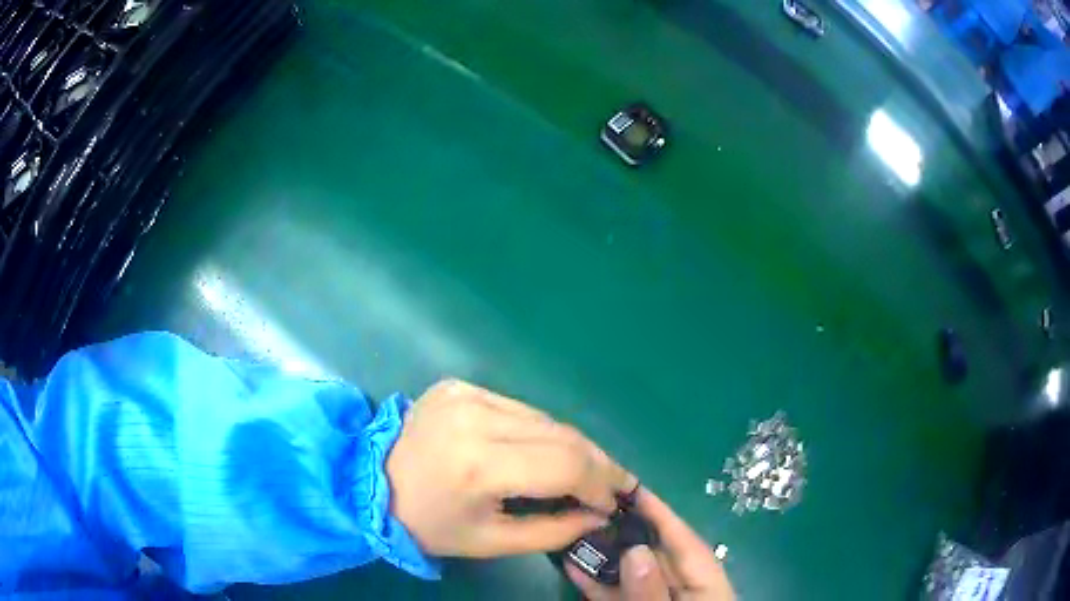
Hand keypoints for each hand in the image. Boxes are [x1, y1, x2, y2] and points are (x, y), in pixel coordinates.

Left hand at [386, 379, 635, 557]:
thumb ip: (553, 531)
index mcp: (479, 465)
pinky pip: (518, 408)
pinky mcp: (460, 385)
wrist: (370, 483)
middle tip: (613, 484)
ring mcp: (466, 394)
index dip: (600, 482)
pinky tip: (540, 451)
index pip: (565, 464)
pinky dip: (539, 431)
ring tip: (584, 471)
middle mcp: (476, 418)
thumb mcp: (491, 542)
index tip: (614, 501)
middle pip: (562, 434)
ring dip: (571, 445)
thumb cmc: (429, 524)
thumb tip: (599, 515)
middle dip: (597, 462)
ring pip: (545, 418)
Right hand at [565, 488, 734, 599]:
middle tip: (592, 503)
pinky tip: (571, 565)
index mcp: (708, 586)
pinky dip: (597, 583)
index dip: (662, 512)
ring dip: (605, 556)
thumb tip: (634, 551)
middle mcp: (686, 588)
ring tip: (575, 529)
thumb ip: (653, 591)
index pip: (687, 542)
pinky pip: (619, 594)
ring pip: (632, 574)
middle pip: (657, 554)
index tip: (633, 486)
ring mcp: (661, 600)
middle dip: (626, 530)